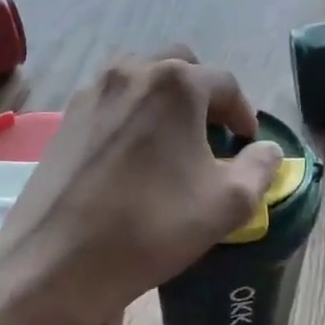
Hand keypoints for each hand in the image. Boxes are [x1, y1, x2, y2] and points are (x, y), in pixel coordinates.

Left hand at [0, 49, 283, 324]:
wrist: (57, 258)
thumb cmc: (151, 227)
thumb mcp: (227, 204)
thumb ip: (259, 168)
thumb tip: (267, 150)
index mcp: (176, 83)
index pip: (225, 83)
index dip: (243, 112)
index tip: (246, 141)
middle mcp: (132, 71)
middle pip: (180, 66)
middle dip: (202, 93)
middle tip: (211, 132)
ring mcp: (93, 89)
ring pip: (141, 76)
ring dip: (163, 97)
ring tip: (171, 138)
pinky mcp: (67, 114)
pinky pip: (111, 98)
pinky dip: (131, 111)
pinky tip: (132, 152)